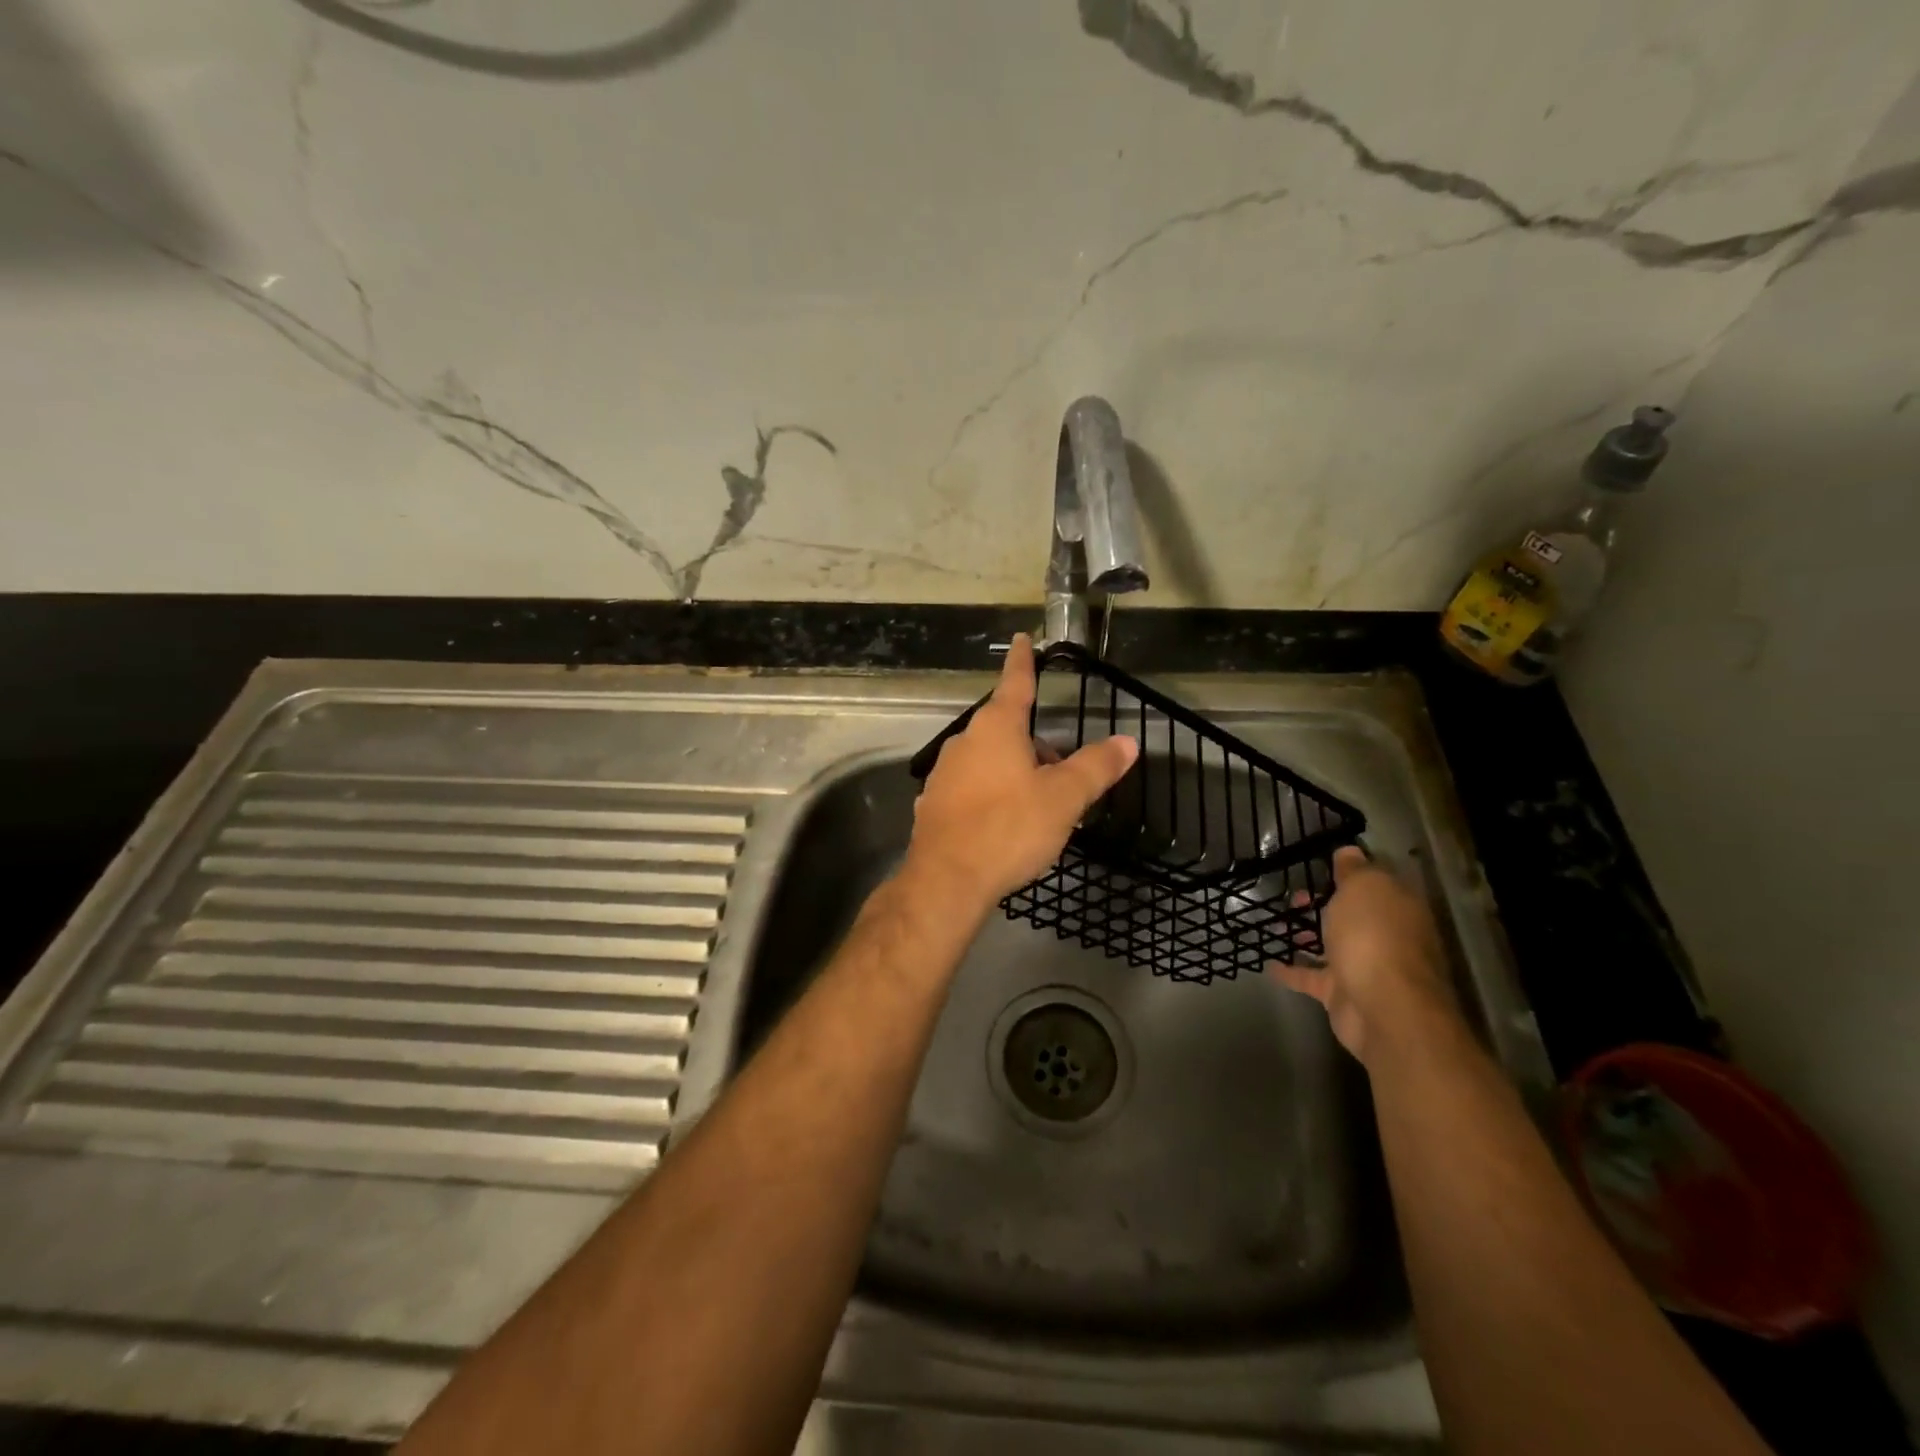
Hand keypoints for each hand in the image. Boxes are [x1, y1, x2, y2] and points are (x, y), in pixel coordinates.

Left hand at [908, 634, 1138, 912]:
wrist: (947, 879)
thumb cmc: (1009, 828)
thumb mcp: (1063, 798)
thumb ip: (1096, 767)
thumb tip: (1128, 742)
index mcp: (997, 728)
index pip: (1016, 682)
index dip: (1023, 660)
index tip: (1021, 638)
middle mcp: (965, 741)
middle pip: (1006, 728)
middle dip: (1034, 743)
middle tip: (1061, 773)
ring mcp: (944, 772)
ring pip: (988, 759)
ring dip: (1014, 770)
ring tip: (1037, 805)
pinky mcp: (934, 803)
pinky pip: (971, 787)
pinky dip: (991, 794)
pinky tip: (1004, 824)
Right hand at [1268, 846, 1458, 1068]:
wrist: (1382, 1008)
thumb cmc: (1373, 936)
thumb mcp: (1363, 888)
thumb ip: (1354, 870)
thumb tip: (1350, 851)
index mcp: (1397, 907)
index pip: (1376, 883)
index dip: (1351, 872)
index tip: (1322, 865)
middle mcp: (1386, 936)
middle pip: (1353, 915)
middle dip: (1324, 905)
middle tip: (1293, 896)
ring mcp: (1365, 967)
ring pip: (1332, 945)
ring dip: (1308, 936)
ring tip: (1275, 924)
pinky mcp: (1342, 994)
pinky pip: (1312, 977)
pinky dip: (1292, 971)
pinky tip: (1269, 963)